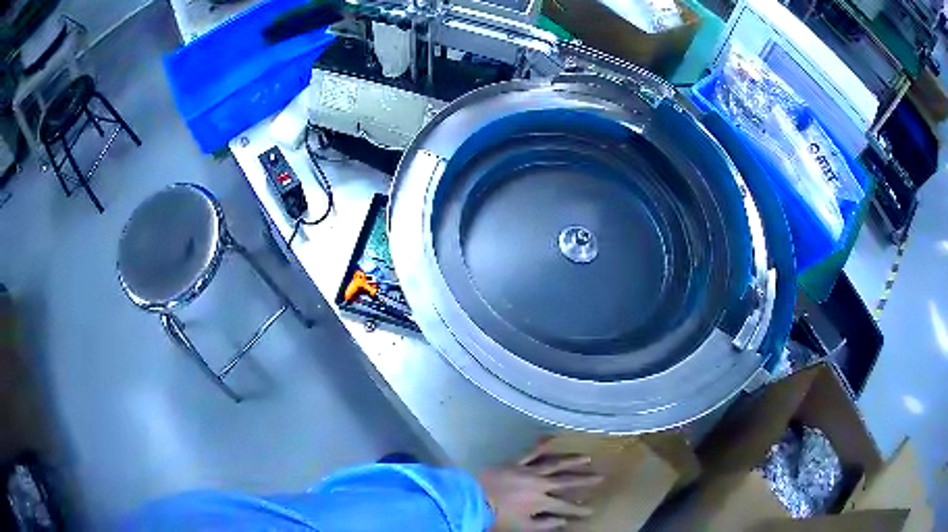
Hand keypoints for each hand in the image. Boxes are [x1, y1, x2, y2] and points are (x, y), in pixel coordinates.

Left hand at [479, 441, 602, 530]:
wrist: (474, 499)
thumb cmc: (497, 516)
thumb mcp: (523, 527)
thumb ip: (545, 524)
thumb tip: (564, 522)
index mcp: (541, 501)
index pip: (565, 507)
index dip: (579, 509)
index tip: (591, 510)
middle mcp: (540, 484)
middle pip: (566, 481)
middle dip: (584, 480)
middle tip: (600, 477)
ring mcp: (529, 471)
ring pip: (555, 464)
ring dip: (571, 461)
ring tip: (587, 458)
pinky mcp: (516, 462)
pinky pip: (531, 451)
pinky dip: (542, 443)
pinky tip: (553, 436)